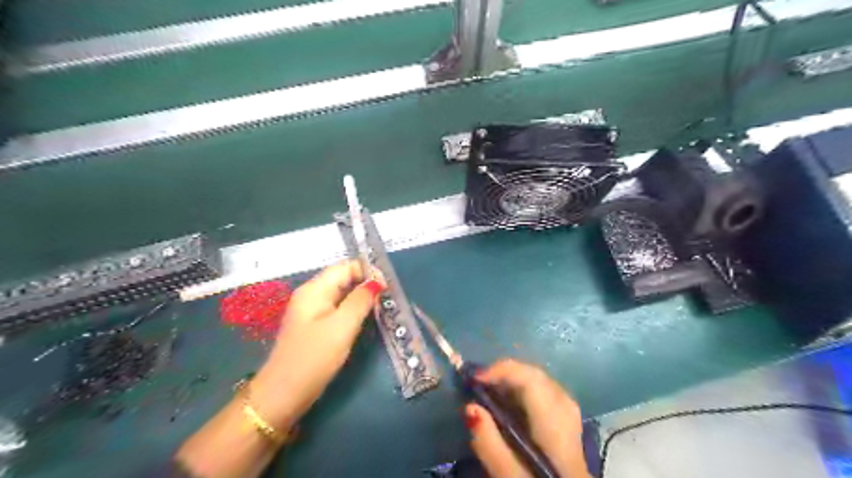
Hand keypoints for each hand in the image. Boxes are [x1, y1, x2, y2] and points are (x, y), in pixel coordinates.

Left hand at [250, 262, 381, 432]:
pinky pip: (338, 309)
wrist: (283, 395)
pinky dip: (353, 310)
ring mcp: (312, 311)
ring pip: (342, 294)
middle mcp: (312, 295)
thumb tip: (377, 282)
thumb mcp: (341, 327)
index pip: (345, 266)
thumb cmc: (313, 359)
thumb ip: (360, 301)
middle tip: (388, 299)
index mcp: (314, 289)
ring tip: (381, 308)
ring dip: (362, 297)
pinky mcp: (315, 326)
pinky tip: (365, 320)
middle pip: (343, 278)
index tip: (388, 287)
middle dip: (366, 284)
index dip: (368, 271)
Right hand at [465, 359, 593, 477]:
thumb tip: (470, 407)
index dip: (502, 370)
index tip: (473, 377)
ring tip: (489, 389)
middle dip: (507, 373)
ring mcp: (571, 421)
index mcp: (555, 430)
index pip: (532, 381)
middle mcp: (567, 417)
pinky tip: (509, 402)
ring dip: (514, 380)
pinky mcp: (567, 427)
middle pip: (539, 377)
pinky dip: (523, 391)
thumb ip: (489, 444)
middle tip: (478, 382)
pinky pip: (545, 394)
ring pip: (543, 383)